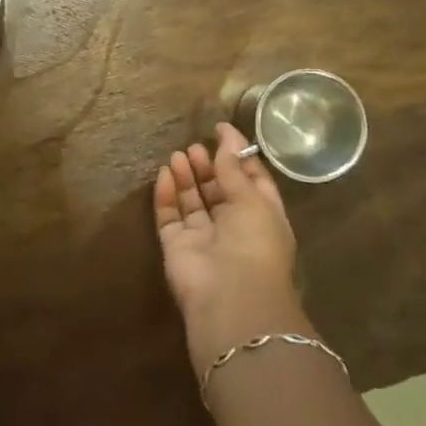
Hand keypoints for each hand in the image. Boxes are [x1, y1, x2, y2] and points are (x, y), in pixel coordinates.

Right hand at [154, 123, 309, 376]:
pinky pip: (169, 216)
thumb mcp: (251, 198)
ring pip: (192, 201)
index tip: (221, 130)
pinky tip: (163, 174)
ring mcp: (203, 238)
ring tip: (178, 154)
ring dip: (187, 177)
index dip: (237, 155)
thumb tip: (227, 135)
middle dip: (208, 166)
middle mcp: (233, 227)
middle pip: (218, 190)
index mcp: (262, 217)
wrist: (230, 296)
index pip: (250, 180)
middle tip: (195, 146)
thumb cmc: (254, 242)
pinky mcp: (176, 246)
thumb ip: (234, 167)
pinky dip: (166, 195)